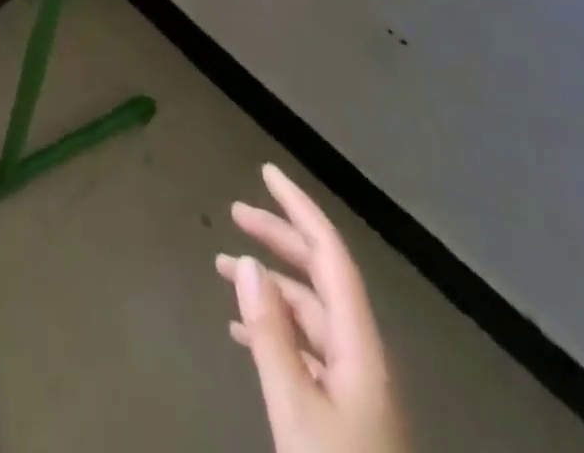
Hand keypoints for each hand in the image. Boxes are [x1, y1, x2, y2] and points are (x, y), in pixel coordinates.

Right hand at [217, 162, 408, 452]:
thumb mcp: (296, 409)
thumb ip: (271, 335)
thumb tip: (247, 263)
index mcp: (359, 344)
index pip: (330, 255)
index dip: (299, 208)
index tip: (266, 173)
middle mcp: (360, 353)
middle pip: (320, 276)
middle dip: (279, 237)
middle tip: (234, 212)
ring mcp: (354, 383)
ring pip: (310, 311)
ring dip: (269, 283)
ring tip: (223, 267)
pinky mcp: (343, 409)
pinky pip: (305, 346)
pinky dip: (273, 326)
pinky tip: (241, 330)